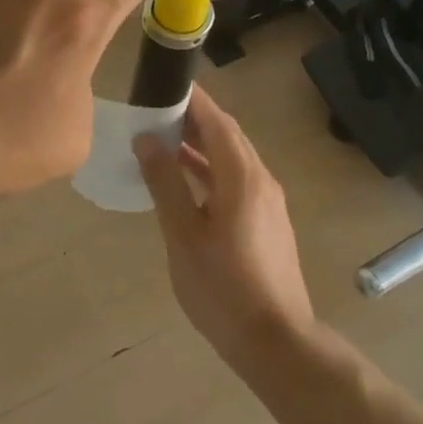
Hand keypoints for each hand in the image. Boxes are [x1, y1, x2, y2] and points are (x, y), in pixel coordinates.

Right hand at [136, 84, 315, 370]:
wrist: (275, 341)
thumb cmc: (222, 288)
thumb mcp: (183, 235)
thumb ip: (165, 183)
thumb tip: (147, 139)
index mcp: (242, 177)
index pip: (217, 121)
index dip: (192, 99)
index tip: (164, 83)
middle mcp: (261, 180)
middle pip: (228, 136)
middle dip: (195, 119)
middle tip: (156, 109)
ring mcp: (268, 202)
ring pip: (233, 159)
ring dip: (202, 145)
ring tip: (164, 139)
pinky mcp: (268, 221)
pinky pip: (237, 180)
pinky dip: (211, 170)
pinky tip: (186, 179)